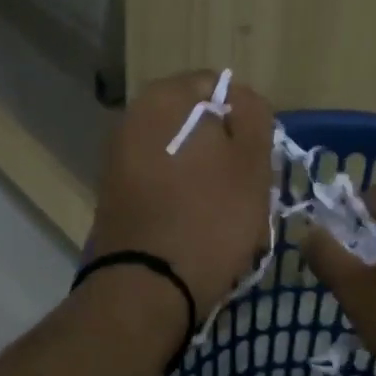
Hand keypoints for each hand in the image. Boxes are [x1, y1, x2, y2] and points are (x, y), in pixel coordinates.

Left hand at [88, 71, 275, 330]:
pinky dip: (184, 196)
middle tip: (248, 187)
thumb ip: (253, 115)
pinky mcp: (116, 195)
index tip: (259, 154)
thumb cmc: (210, 218)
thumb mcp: (252, 161)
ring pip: (182, 155)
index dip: (246, 117)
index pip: (217, 86)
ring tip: (227, 212)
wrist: (148, 288)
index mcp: (164, 99)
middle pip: (197, 123)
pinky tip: (199, 226)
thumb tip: (240, 100)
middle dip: (226, 149)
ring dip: (207, 175)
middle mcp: (132, 119)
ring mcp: (119, 159)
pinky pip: (162, 183)